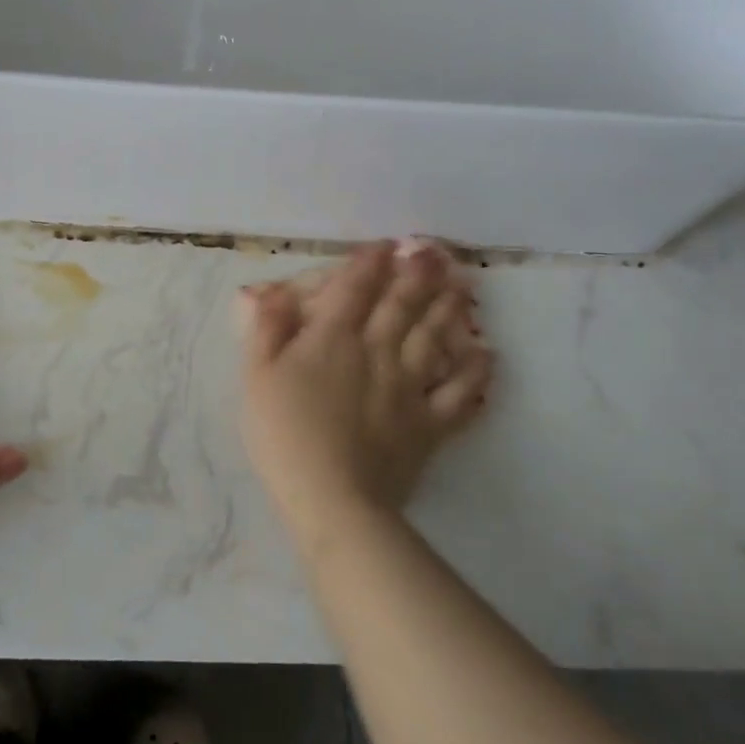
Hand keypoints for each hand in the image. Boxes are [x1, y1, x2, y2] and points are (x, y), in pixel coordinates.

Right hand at [239, 241, 493, 547]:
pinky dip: (476, 373)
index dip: (370, 262)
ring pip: (434, 337)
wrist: (331, 498)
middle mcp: (377, 350)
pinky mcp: (430, 423)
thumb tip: (274, 290)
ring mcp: (409, 386)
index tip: (385, 245)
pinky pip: (460, 392)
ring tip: (463, 286)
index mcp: (334, 338)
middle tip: (436, 253)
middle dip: (418, 274)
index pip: (355, 288)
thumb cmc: (285, 434)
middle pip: (401, 304)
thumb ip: (267, 328)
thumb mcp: (257, 376)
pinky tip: (487, 355)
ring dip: (449, 308)